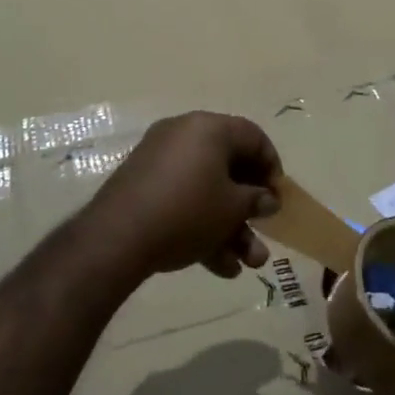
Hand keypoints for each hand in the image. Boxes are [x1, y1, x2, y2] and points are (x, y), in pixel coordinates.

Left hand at [86, 113, 282, 282]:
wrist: (117, 236)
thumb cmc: (187, 211)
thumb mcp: (232, 208)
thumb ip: (255, 200)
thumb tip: (267, 199)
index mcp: (209, 128)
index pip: (253, 137)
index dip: (271, 167)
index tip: (278, 198)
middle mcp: (184, 135)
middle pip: (229, 167)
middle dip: (249, 208)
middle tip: (264, 233)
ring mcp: (160, 160)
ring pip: (206, 190)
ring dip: (230, 226)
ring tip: (247, 264)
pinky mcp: (142, 186)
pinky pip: (182, 199)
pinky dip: (201, 226)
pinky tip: (219, 266)